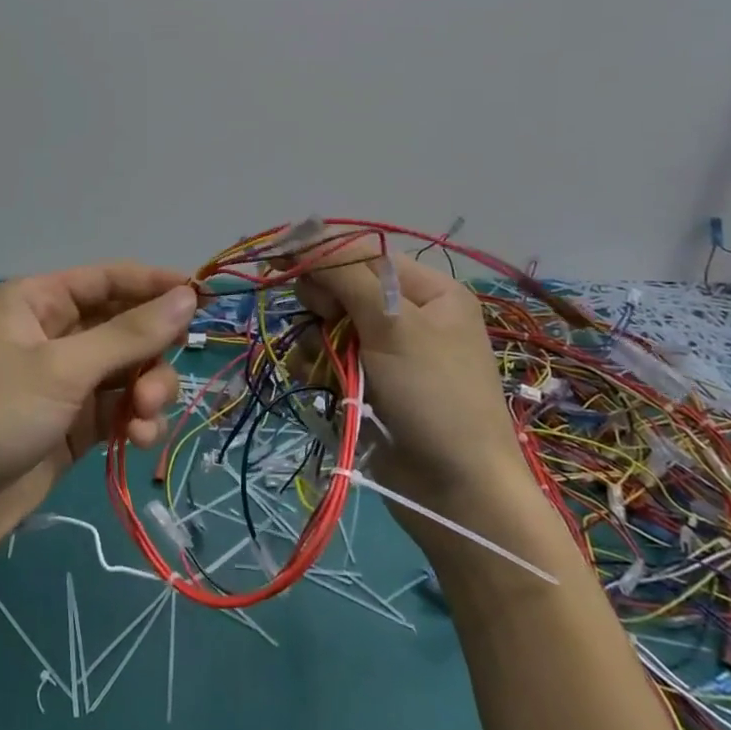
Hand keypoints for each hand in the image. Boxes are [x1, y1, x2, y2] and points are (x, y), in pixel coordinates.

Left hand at [0, 263, 198, 565]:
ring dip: (148, 390)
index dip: (155, 285)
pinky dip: (136, 419)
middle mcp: (53, 334)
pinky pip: (120, 408)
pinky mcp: (72, 424)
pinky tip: (141, 439)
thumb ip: (129, 335)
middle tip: (158, 385)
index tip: (202, 299)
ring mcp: (64, 381)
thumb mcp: (62, 369)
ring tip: (145, 417)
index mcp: (38, 301)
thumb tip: (187, 296)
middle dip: (150, 354)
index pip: (109, 279)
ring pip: (128, 370)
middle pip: (125, 327)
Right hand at [295, 251, 532, 539]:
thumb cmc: (434, 395)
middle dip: (322, 301)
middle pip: (339, 284)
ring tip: (324, 363)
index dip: (317, 250)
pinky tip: (318, 380)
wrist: (457, 493)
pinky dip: (315, 365)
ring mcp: (385, 350)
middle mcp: (406, 312)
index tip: (273, 254)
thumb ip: (345, 274)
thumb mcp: (393, 324)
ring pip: (325, 321)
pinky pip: (325, 356)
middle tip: (326, 319)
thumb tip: (300, 236)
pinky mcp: (365, 382)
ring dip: (315, 338)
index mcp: (427, 289)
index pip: (360, 250)